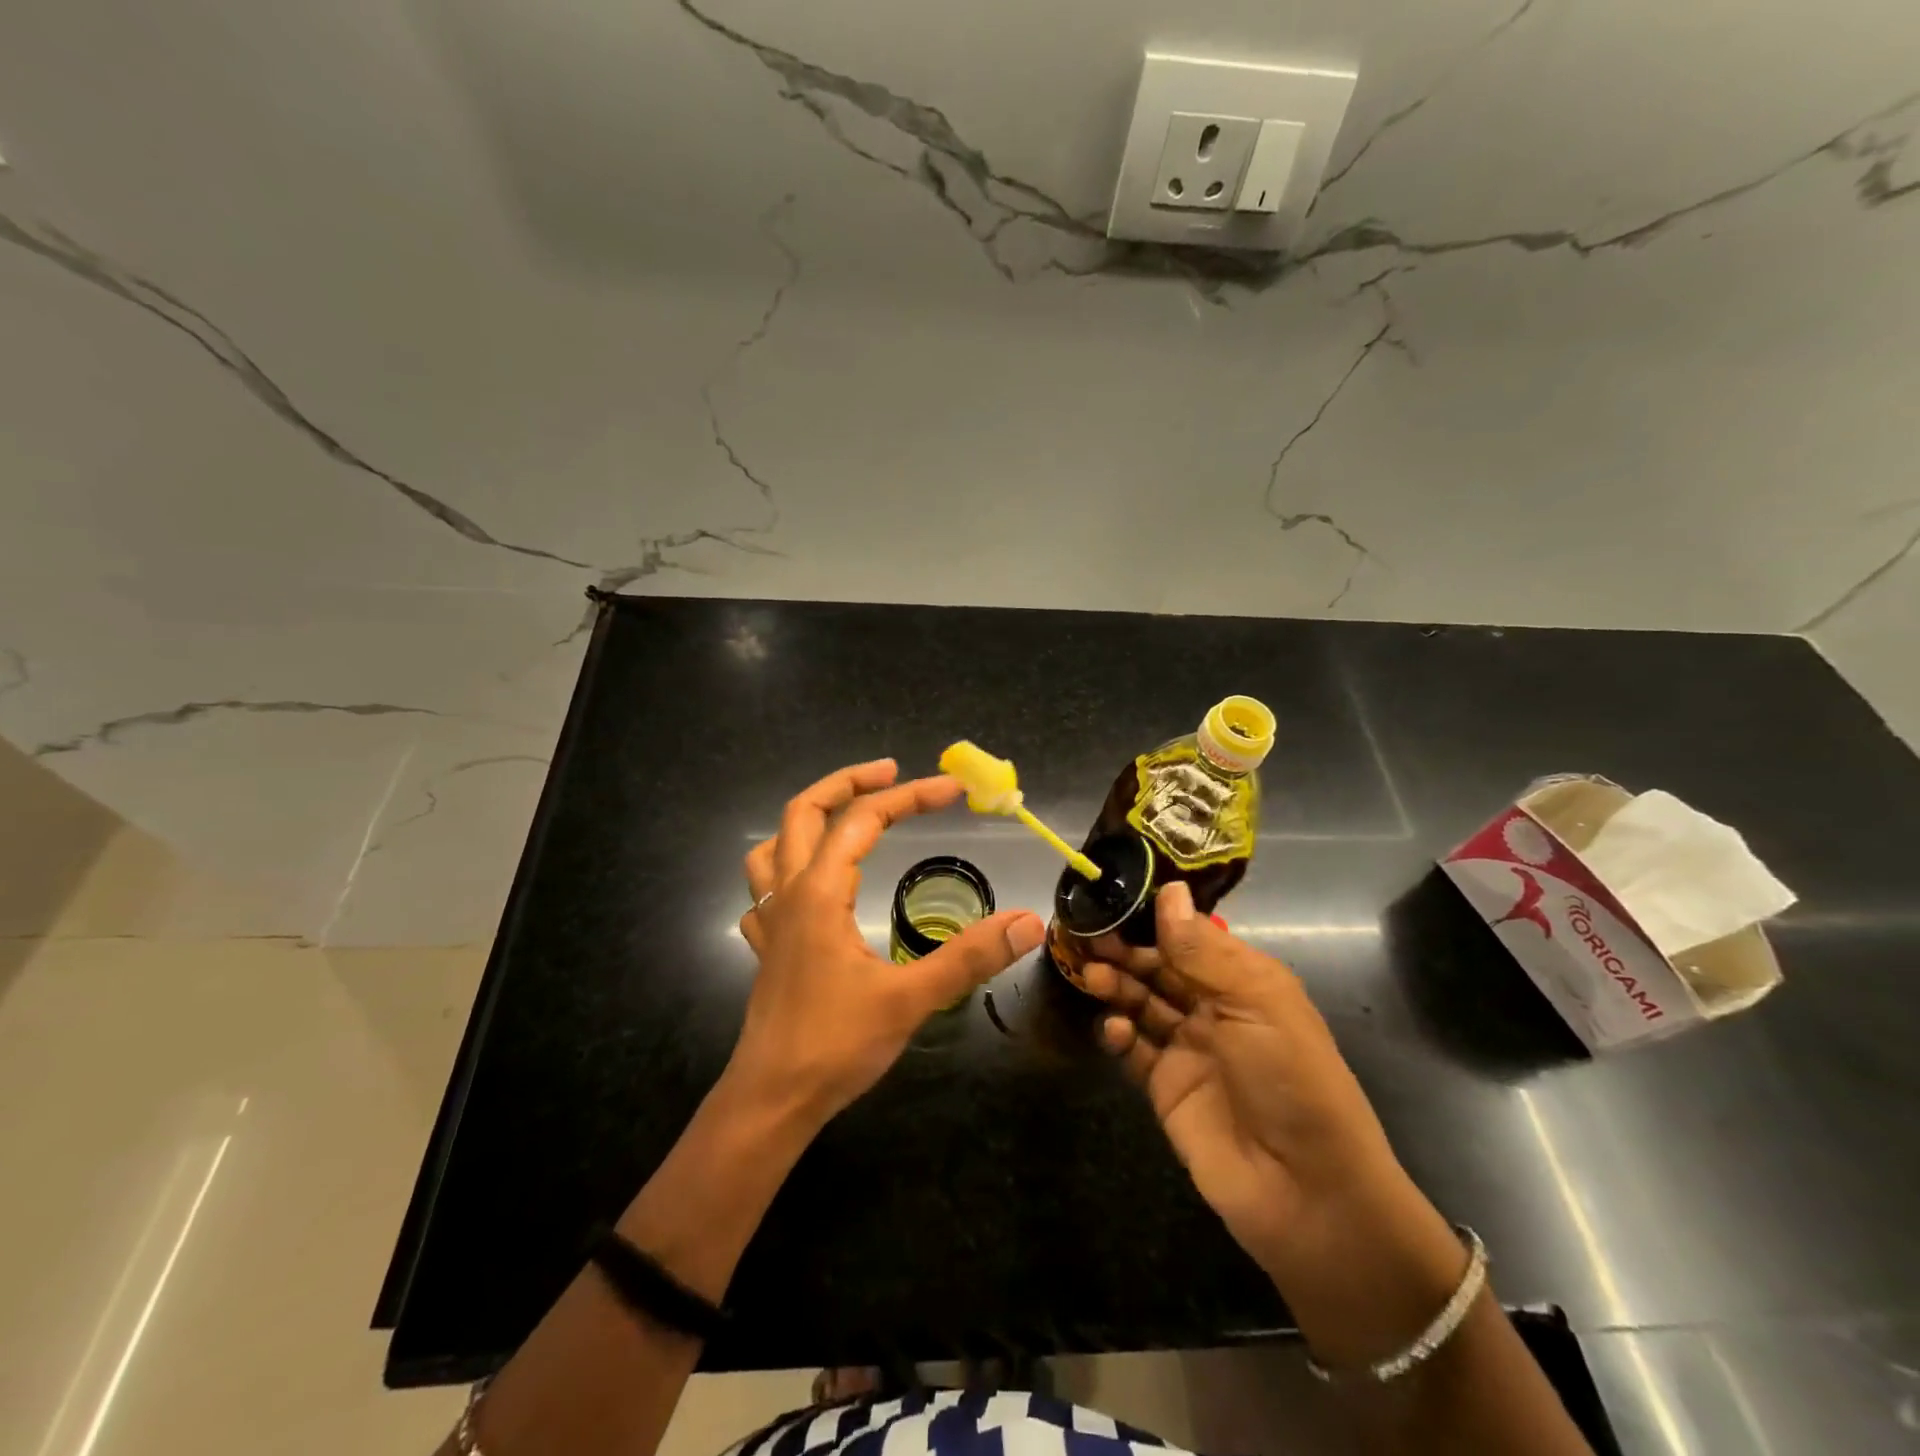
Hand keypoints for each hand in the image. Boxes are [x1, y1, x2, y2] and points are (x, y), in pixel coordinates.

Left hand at [730, 759, 1044, 1125]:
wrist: (771, 1101)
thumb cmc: (834, 1045)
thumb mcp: (910, 999)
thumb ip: (969, 957)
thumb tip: (1028, 921)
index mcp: (819, 893)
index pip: (864, 820)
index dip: (910, 796)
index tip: (953, 790)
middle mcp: (788, 894)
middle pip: (803, 811)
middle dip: (848, 782)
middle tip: (891, 772)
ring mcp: (770, 921)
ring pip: (773, 845)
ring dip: (807, 819)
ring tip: (845, 816)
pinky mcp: (766, 949)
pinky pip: (763, 890)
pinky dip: (784, 869)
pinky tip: (808, 886)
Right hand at [1080, 883, 1453, 1301]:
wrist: (1306, 1193)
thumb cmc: (1290, 1079)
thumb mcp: (1255, 1001)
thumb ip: (1202, 948)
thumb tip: (1168, 889)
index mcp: (1244, 980)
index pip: (1190, 936)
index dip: (1153, 920)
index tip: (1113, 901)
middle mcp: (1214, 1008)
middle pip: (1159, 967)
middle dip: (1126, 951)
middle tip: (1090, 940)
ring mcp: (1188, 1049)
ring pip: (1141, 1002)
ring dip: (1117, 986)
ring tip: (1093, 978)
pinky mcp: (1165, 1087)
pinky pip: (1132, 1049)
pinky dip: (1117, 1034)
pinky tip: (1112, 1030)